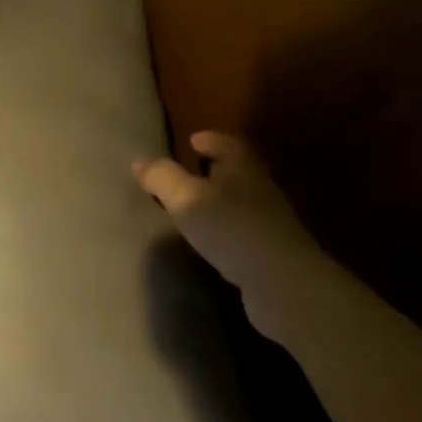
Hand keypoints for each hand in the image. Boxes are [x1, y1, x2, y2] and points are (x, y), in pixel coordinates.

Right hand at [134, 132, 316, 338]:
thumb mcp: (187, 199)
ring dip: (218, 199)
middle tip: (188, 171)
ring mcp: (268, 220)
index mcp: (242, 167)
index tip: (192, 140)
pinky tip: (209, 240)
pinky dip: (223, 227)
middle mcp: (259, 188)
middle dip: (214, 168)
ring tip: (192, 206)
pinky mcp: (268, 250)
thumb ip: (163, 178)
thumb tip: (140, 160)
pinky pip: (239, 229)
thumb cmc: (231, 229)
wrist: (281, 281)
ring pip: (238, 200)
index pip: (227, 144)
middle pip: (236, 170)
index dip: (209, 140)